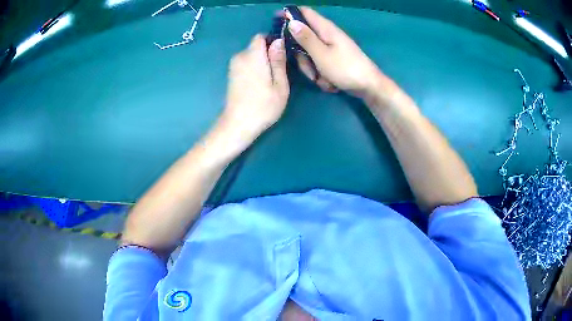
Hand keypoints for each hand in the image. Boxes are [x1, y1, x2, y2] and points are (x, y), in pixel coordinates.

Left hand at [219, 34, 288, 143]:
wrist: (238, 125)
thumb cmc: (263, 106)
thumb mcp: (280, 84)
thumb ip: (278, 60)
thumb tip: (278, 41)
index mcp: (253, 55)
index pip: (260, 36)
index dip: (272, 40)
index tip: (282, 53)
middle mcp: (240, 57)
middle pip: (256, 46)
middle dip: (268, 53)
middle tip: (280, 71)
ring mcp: (233, 66)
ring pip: (251, 56)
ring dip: (262, 62)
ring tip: (271, 79)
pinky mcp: (231, 75)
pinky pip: (246, 64)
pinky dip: (254, 68)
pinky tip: (260, 84)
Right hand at [287, 7, 386, 97]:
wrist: (369, 87)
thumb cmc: (346, 69)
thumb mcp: (321, 54)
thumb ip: (305, 38)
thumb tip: (291, 21)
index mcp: (325, 28)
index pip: (304, 12)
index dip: (289, 14)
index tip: (275, 21)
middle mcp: (327, 35)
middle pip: (303, 38)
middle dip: (301, 55)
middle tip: (309, 66)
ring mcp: (331, 48)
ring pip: (309, 54)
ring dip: (312, 68)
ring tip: (323, 78)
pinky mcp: (333, 59)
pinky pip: (319, 64)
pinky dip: (321, 74)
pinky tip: (330, 82)